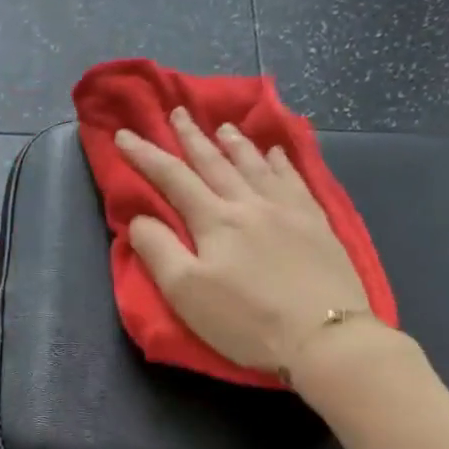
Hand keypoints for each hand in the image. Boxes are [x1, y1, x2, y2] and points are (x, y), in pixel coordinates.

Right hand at [117, 108, 397, 401]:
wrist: (323, 336)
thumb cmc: (245, 320)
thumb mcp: (186, 293)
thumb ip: (158, 251)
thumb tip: (139, 219)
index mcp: (214, 220)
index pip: (172, 178)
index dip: (145, 155)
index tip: (124, 135)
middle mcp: (250, 204)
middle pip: (214, 162)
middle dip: (190, 137)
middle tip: (176, 112)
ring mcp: (288, 210)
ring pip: (255, 165)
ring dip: (234, 143)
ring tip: (222, 126)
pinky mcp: (317, 223)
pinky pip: (295, 179)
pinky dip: (281, 162)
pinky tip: (277, 153)